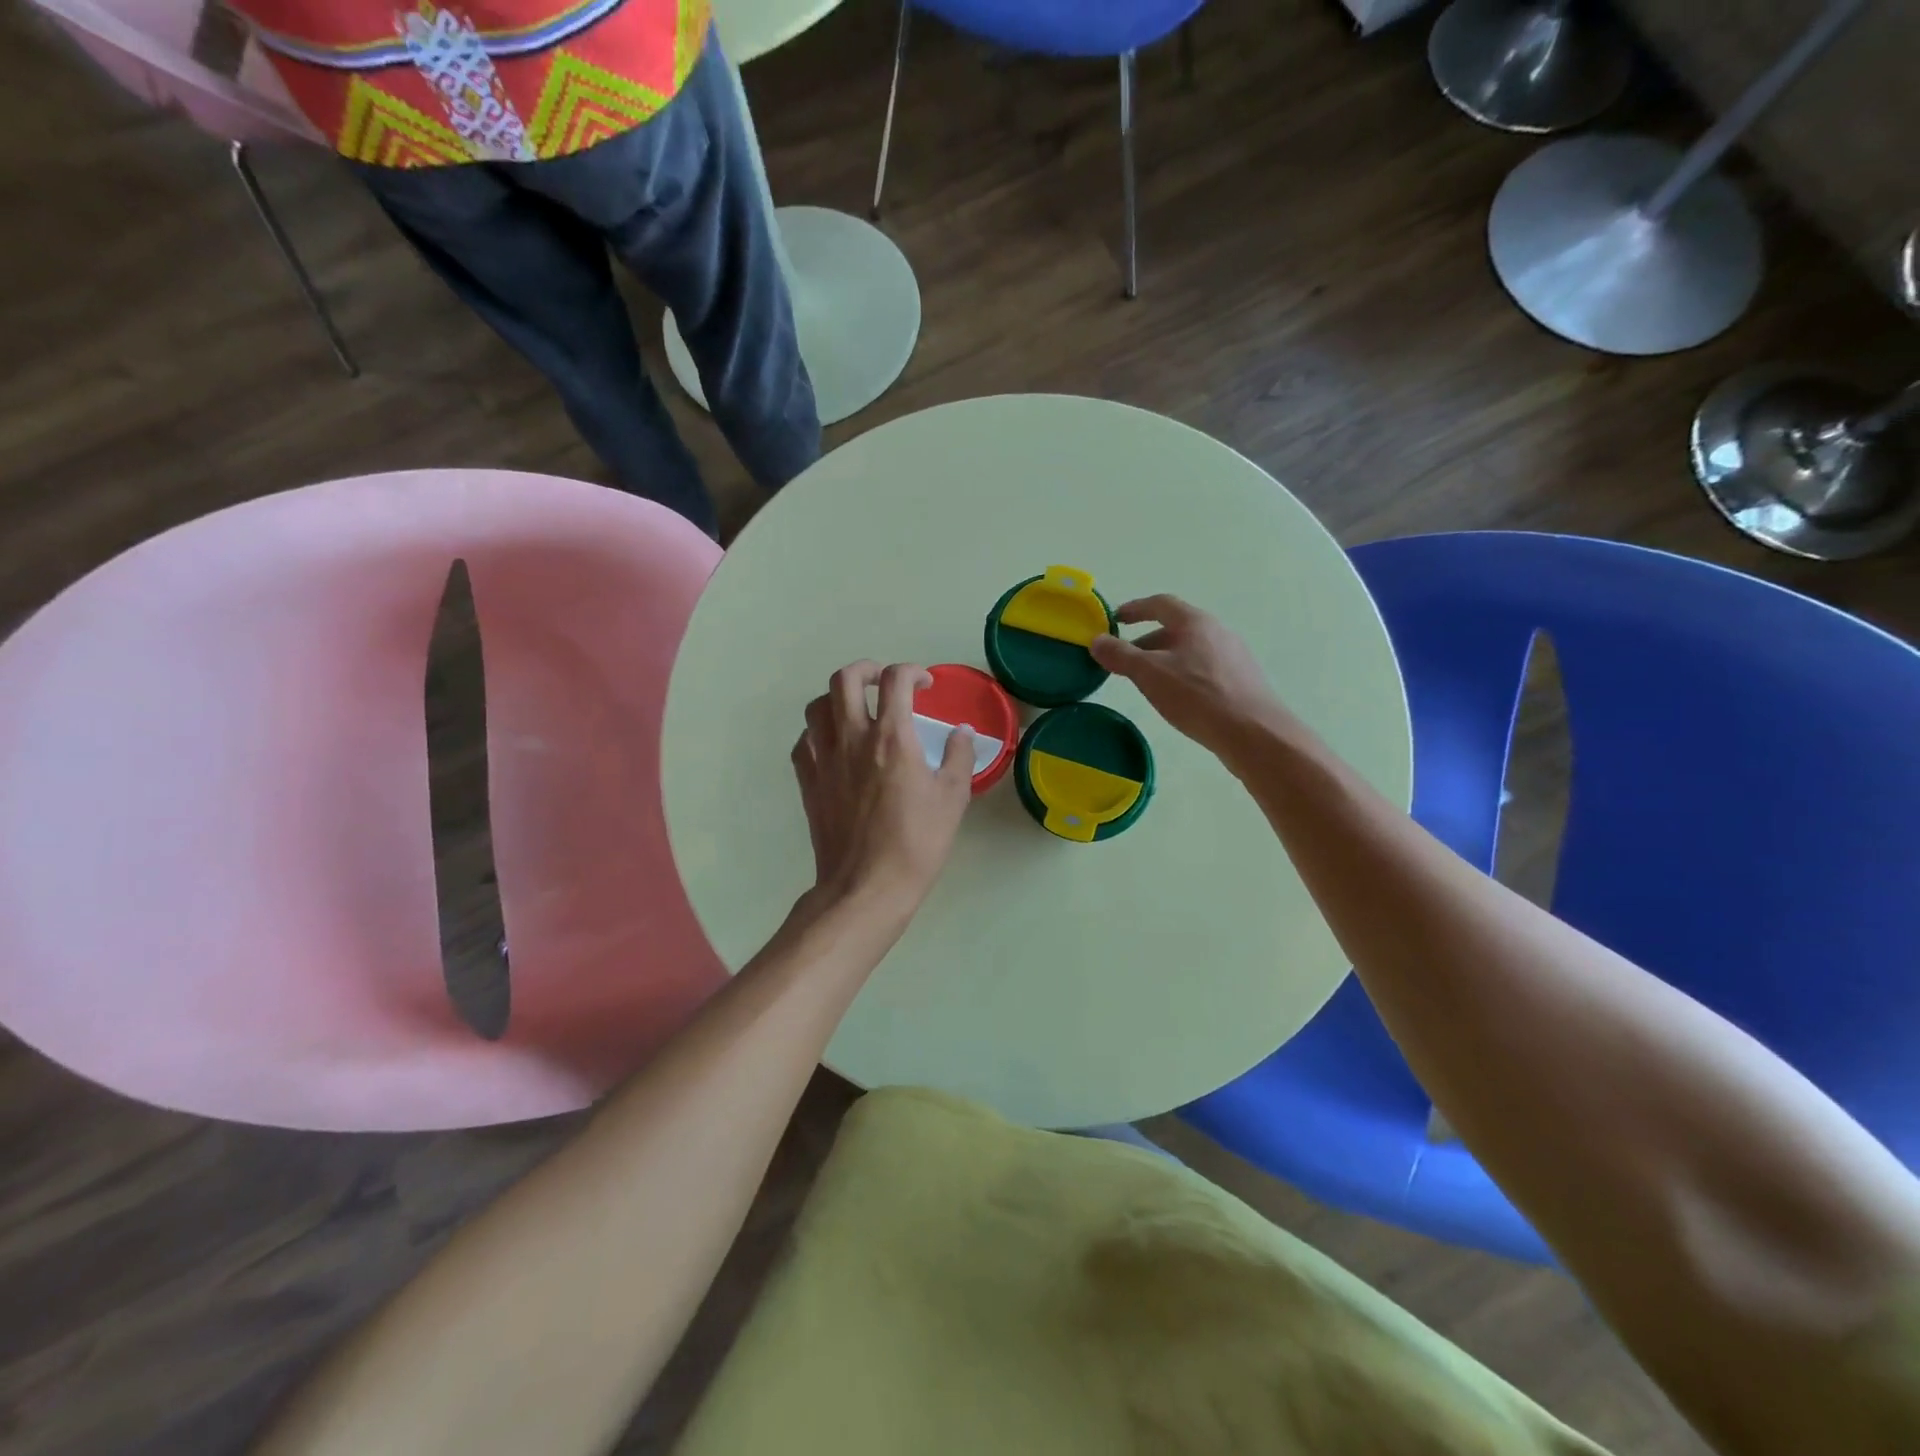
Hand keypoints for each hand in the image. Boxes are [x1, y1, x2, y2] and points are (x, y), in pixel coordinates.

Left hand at [791, 661, 975, 918]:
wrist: (867, 887)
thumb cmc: (917, 843)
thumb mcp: (953, 798)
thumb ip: (960, 757)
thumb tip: (962, 732)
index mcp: (892, 737)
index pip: (895, 680)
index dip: (912, 672)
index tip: (925, 685)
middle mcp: (853, 738)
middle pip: (845, 680)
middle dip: (866, 670)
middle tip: (883, 683)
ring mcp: (824, 760)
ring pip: (816, 706)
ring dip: (836, 698)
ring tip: (855, 710)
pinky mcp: (808, 783)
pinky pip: (803, 743)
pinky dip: (817, 734)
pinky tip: (833, 746)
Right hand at [1089, 595, 1295, 761]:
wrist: (1254, 732)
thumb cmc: (1197, 696)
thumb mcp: (1150, 674)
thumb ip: (1121, 655)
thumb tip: (1097, 640)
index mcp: (1195, 622)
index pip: (1160, 604)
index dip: (1135, 609)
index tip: (1115, 619)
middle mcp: (1217, 631)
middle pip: (1176, 628)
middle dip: (1146, 641)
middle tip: (1125, 661)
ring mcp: (1234, 655)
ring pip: (1190, 649)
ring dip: (1165, 659)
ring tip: (1148, 683)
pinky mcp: (1242, 680)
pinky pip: (1205, 668)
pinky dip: (1183, 674)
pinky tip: (1178, 698)